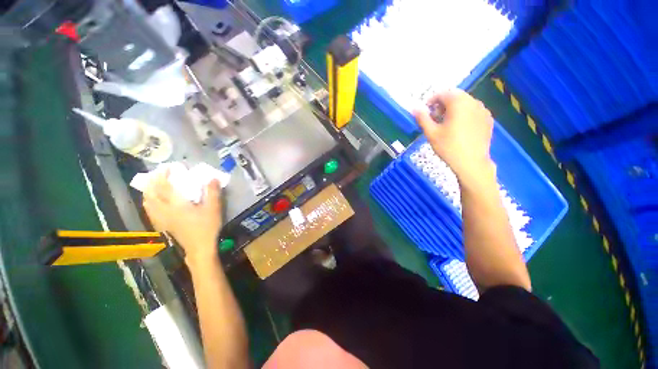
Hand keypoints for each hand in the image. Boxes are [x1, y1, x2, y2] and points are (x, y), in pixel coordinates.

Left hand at [143, 170, 222, 263]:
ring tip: (153, 186)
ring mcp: (162, 219)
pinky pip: (150, 212)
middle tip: (159, 174)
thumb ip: (212, 192)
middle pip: (151, 194)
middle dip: (153, 182)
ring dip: (148, 192)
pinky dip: (149, 203)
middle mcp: (165, 210)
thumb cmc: (207, 226)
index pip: (164, 186)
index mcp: (176, 204)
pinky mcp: (163, 225)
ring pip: (148, 203)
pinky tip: (152, 203)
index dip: (163, 175)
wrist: (200, 247)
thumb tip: (212, 178)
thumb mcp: (214, 208)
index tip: (168, 167)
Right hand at [414, 89, 494, 182]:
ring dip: (454, 108)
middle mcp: (473, 102)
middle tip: (435, 118)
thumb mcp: (431, 133)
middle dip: (443, 104)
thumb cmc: (448, 147)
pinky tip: (459, 128)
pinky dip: (464, 114)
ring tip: (446, 123)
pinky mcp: (488, 119)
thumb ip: (422, 118)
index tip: (426, 111)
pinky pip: (473, 111)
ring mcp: (483, 110)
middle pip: (455, 96)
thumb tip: (414, 108)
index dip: (432, 100)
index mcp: (458, 103)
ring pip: (465, 103)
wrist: (471, 163)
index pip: (443, 93)